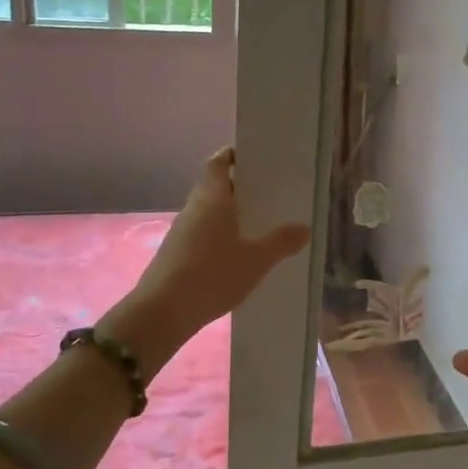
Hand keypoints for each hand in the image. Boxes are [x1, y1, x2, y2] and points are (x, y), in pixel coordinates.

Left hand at [103, 147, 309, 373]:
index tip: (254, 160)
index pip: (218, 162)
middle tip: (267, 195)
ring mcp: (181, 231)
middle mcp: (193, 208)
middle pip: (214, 186)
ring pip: (208, 212)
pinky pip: (202, 234)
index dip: (233, 156)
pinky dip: (218, 236)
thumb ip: (281, 243)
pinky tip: (236, 254)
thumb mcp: (256, 261)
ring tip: (257, 226)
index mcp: (212, 198)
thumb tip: (304, 227)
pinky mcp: (175, 253)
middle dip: (238, 188)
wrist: (163, 312)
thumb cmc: (212, 275)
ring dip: (228, 214)